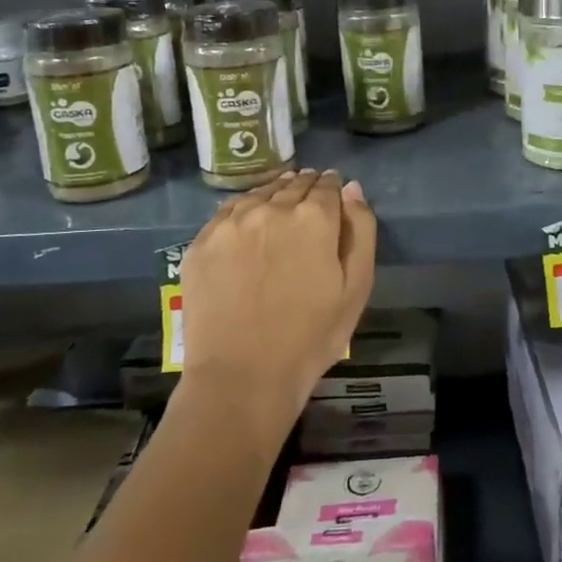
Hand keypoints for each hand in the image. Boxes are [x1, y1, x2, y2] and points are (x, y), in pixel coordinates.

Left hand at [172, 169, 377, 446]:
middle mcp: (271, 209)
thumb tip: (351, 189)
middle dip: (306, 187)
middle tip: (310, 199)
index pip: (327, 185)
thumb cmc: (311, 337)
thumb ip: (360, 230)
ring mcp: (232, 224)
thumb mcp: (357, 287)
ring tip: (281, 204)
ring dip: (275, 194)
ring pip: (260, 193)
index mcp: (314, 218)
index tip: (334, 193)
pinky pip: (228, 211)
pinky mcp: (201, 242)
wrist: (242, 376)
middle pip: (293, 185)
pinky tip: (249, 222)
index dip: (333, 188)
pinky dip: (244, 209)